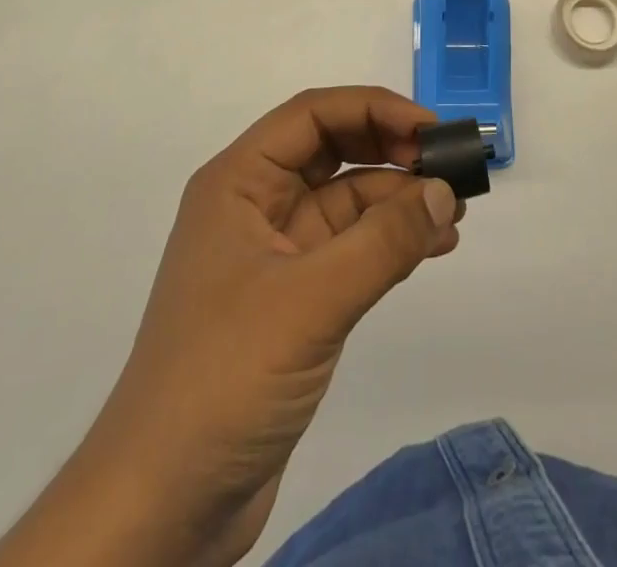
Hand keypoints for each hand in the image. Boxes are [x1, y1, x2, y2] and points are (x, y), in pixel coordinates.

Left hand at [0, 87, 460, 566]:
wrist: (162, 507)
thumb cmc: (224, 379)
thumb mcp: (310, 301)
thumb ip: (382, 242)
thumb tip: (444, 192)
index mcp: (239, 182)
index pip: (313, 114)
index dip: (375, 109)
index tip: (430, 131)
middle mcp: (255, 205)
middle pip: (333, 150)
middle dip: (391, 150)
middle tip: (449, 169)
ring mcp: (275, 253)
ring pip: (347, 200)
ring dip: (399, 199)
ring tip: (454, 214)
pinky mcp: (294, 299)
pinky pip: (351, 247)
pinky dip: (391, 241)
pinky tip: (433, 247)